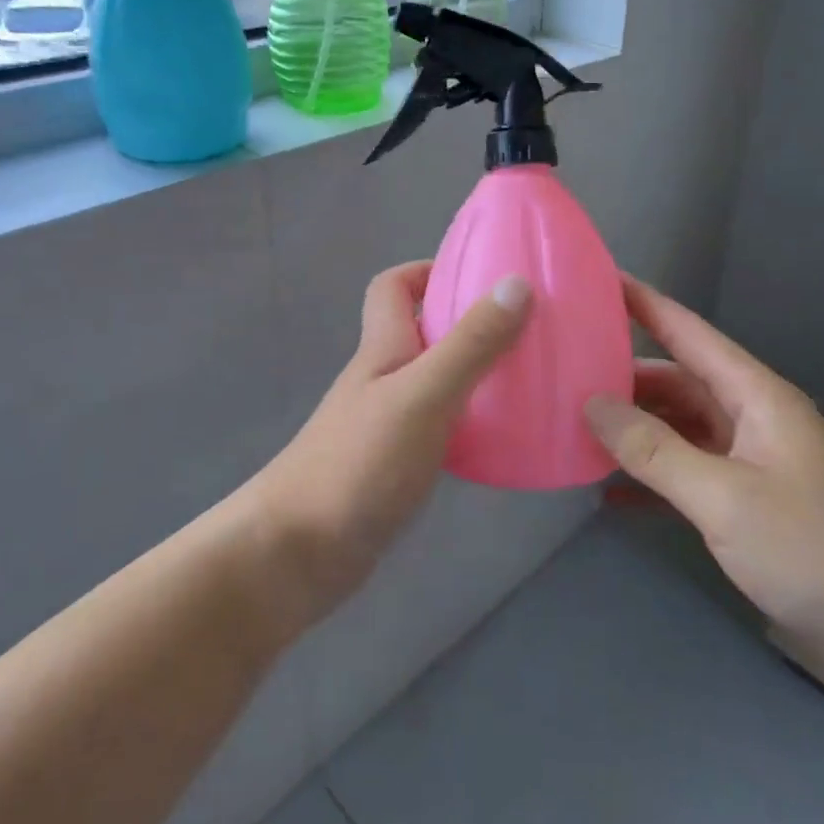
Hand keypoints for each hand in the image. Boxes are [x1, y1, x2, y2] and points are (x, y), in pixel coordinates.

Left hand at [246, 262, 531, 630]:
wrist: (297, 553)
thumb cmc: (359, 462)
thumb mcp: (423, 394)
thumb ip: (470, 343)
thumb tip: (516, 283)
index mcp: (382, 348)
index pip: (392, 287)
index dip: (427, 270)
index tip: (479, 276)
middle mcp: (382, 378)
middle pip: (420, 332)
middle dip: (466, 323)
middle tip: (522, 330)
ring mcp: (385, 424)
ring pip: (434, 381)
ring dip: (473, 374)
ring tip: (527, 380)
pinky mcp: (394, 467)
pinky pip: (439, 427)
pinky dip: (468, 423)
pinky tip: (501, 440)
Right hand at [585, 277, 823, 667]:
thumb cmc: (819, 548)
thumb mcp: (726, 498)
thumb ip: (655, 450)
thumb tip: (590, 404)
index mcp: (753, 395)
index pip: (686, 331)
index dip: (641, 302)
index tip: (593, 279)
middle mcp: (749, 417)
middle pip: (675, 380)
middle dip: (621, 375)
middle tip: (560, 373)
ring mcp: (750, 462)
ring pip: (678, 427)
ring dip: (632, 430)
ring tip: (573, 428)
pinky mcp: (750, 505)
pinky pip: (688, 473)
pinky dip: (651, 477)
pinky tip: (609, 491)